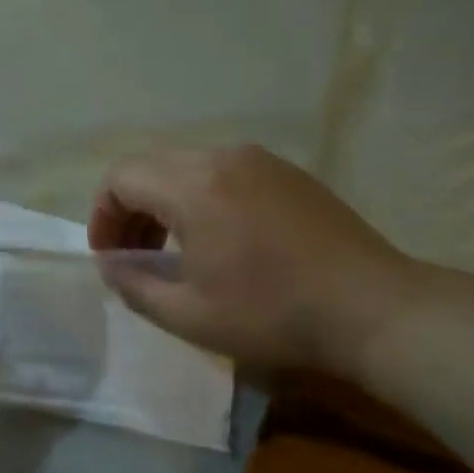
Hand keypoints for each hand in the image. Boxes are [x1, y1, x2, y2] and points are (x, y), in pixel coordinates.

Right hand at [87, 144, 425, 375]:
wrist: (370, 307)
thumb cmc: (271, 313)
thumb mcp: (188, 314)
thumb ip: (134, 285)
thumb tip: (110, 265)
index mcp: (193, 186)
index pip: (121, 177)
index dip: (103, 215)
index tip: (110, 256)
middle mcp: (223, 158)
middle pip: (153, 167)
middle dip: (131, 209)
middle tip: (134, 256)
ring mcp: (261, 161)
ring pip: (189, 167)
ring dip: (166, 203)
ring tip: (174, 250)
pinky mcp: (288, 173)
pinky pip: (225, 173)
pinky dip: (203, 198)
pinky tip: (220, 240)